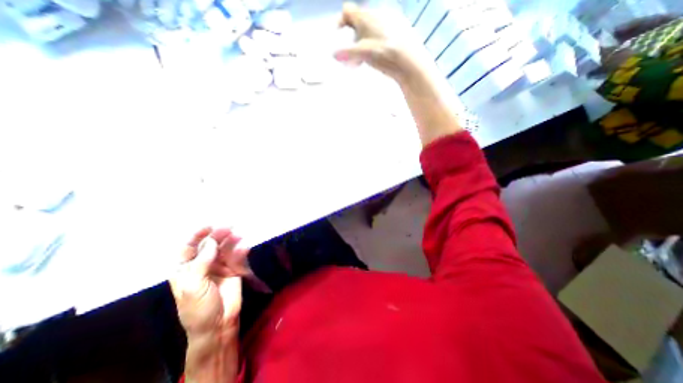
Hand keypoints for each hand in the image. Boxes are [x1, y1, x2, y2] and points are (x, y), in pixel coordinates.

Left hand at [169, 226, 249, 335]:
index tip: (208, 226)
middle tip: (229, 227)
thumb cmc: (198, 308)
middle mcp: (202, 264)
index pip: (188, 247)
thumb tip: (211, 242)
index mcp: (185, 269)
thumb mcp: (193, 287)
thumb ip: (201, 263)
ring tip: (239, 235)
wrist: (219, 324)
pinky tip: (245, 246)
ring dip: (232, 241)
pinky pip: (238, 256)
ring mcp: (219, 266)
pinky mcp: (234, 269)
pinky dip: (241, 250)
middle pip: (209, 245)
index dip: (197, 235)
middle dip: (218, 235)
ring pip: (225, 248)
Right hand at [332, 2, 424, 79]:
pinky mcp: (394, 32)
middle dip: (351, 37)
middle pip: (357, 22)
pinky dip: (372, 45)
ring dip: (361, 43)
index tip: (337, 36)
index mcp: (365, 16)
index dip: (340, 21)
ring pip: (367, 30)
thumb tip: (333, 54)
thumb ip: (347, 53)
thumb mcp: (362, 53)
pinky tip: (374, 57)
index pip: (347, 11)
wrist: (407, 60)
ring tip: (361, 60)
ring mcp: (386, 23)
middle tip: (350, 54)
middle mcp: (375, 15)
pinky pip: (378, 35)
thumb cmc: (382, 53)